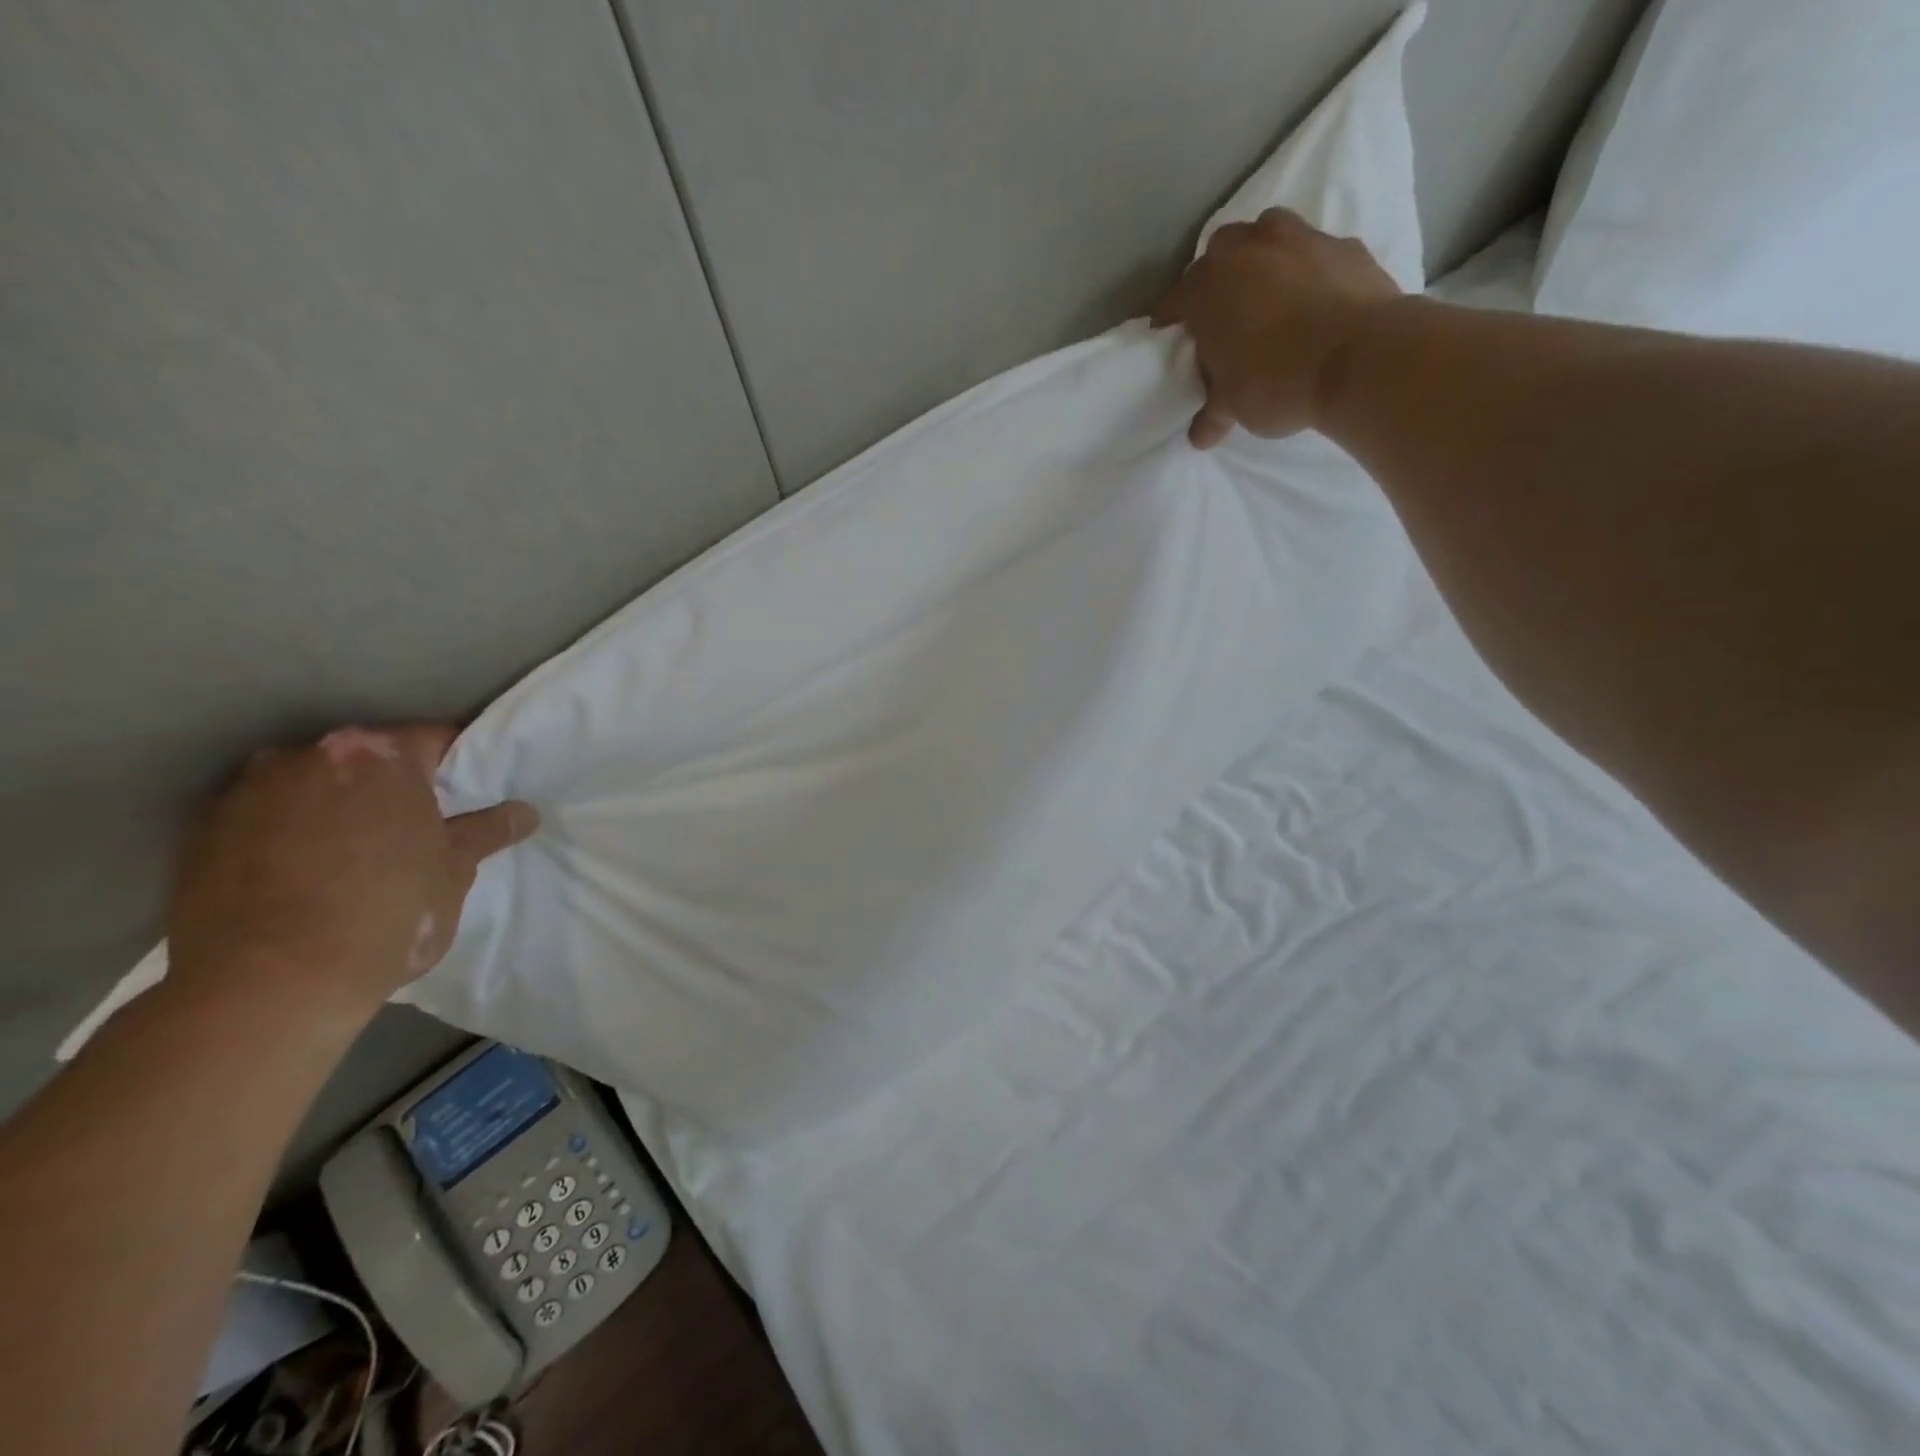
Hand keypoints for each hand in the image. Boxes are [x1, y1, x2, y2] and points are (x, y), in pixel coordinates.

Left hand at [167, 725, 537, 1017]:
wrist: (267, 986)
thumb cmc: (387, 914)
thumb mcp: (454, 871)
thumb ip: (487, 831)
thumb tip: (525, 812)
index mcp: (377, 755)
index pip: (434, 739)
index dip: (459, 765)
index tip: (471, 795)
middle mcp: (306, 756)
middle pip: (367, 758)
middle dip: (393, 785)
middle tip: (418, 826)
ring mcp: (246, 792)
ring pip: (312, 786)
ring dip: (337, 806)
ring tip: (355, 855)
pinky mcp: (201, 834)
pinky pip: (265, 819)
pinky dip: (289, 834)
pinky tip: (306, 876)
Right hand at [1151, 207, 1401, 447]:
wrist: (1360, 359)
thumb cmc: (1275, 382)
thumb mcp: (1232, 407)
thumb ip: (1212, 415)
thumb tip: (1200, 435)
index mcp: (1207, 287)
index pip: (1172, 301)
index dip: (1169, 323)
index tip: (1171, 342)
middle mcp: (1248, 249)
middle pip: (1219, 253)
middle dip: (1216, 279)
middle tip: (1223, 317)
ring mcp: (1300, 238)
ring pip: (1268, 235)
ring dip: (1262, 259)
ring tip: (1268, 298)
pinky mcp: (1345, 245)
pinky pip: (1314, 252)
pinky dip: (1307, 272)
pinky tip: (1313, 303)